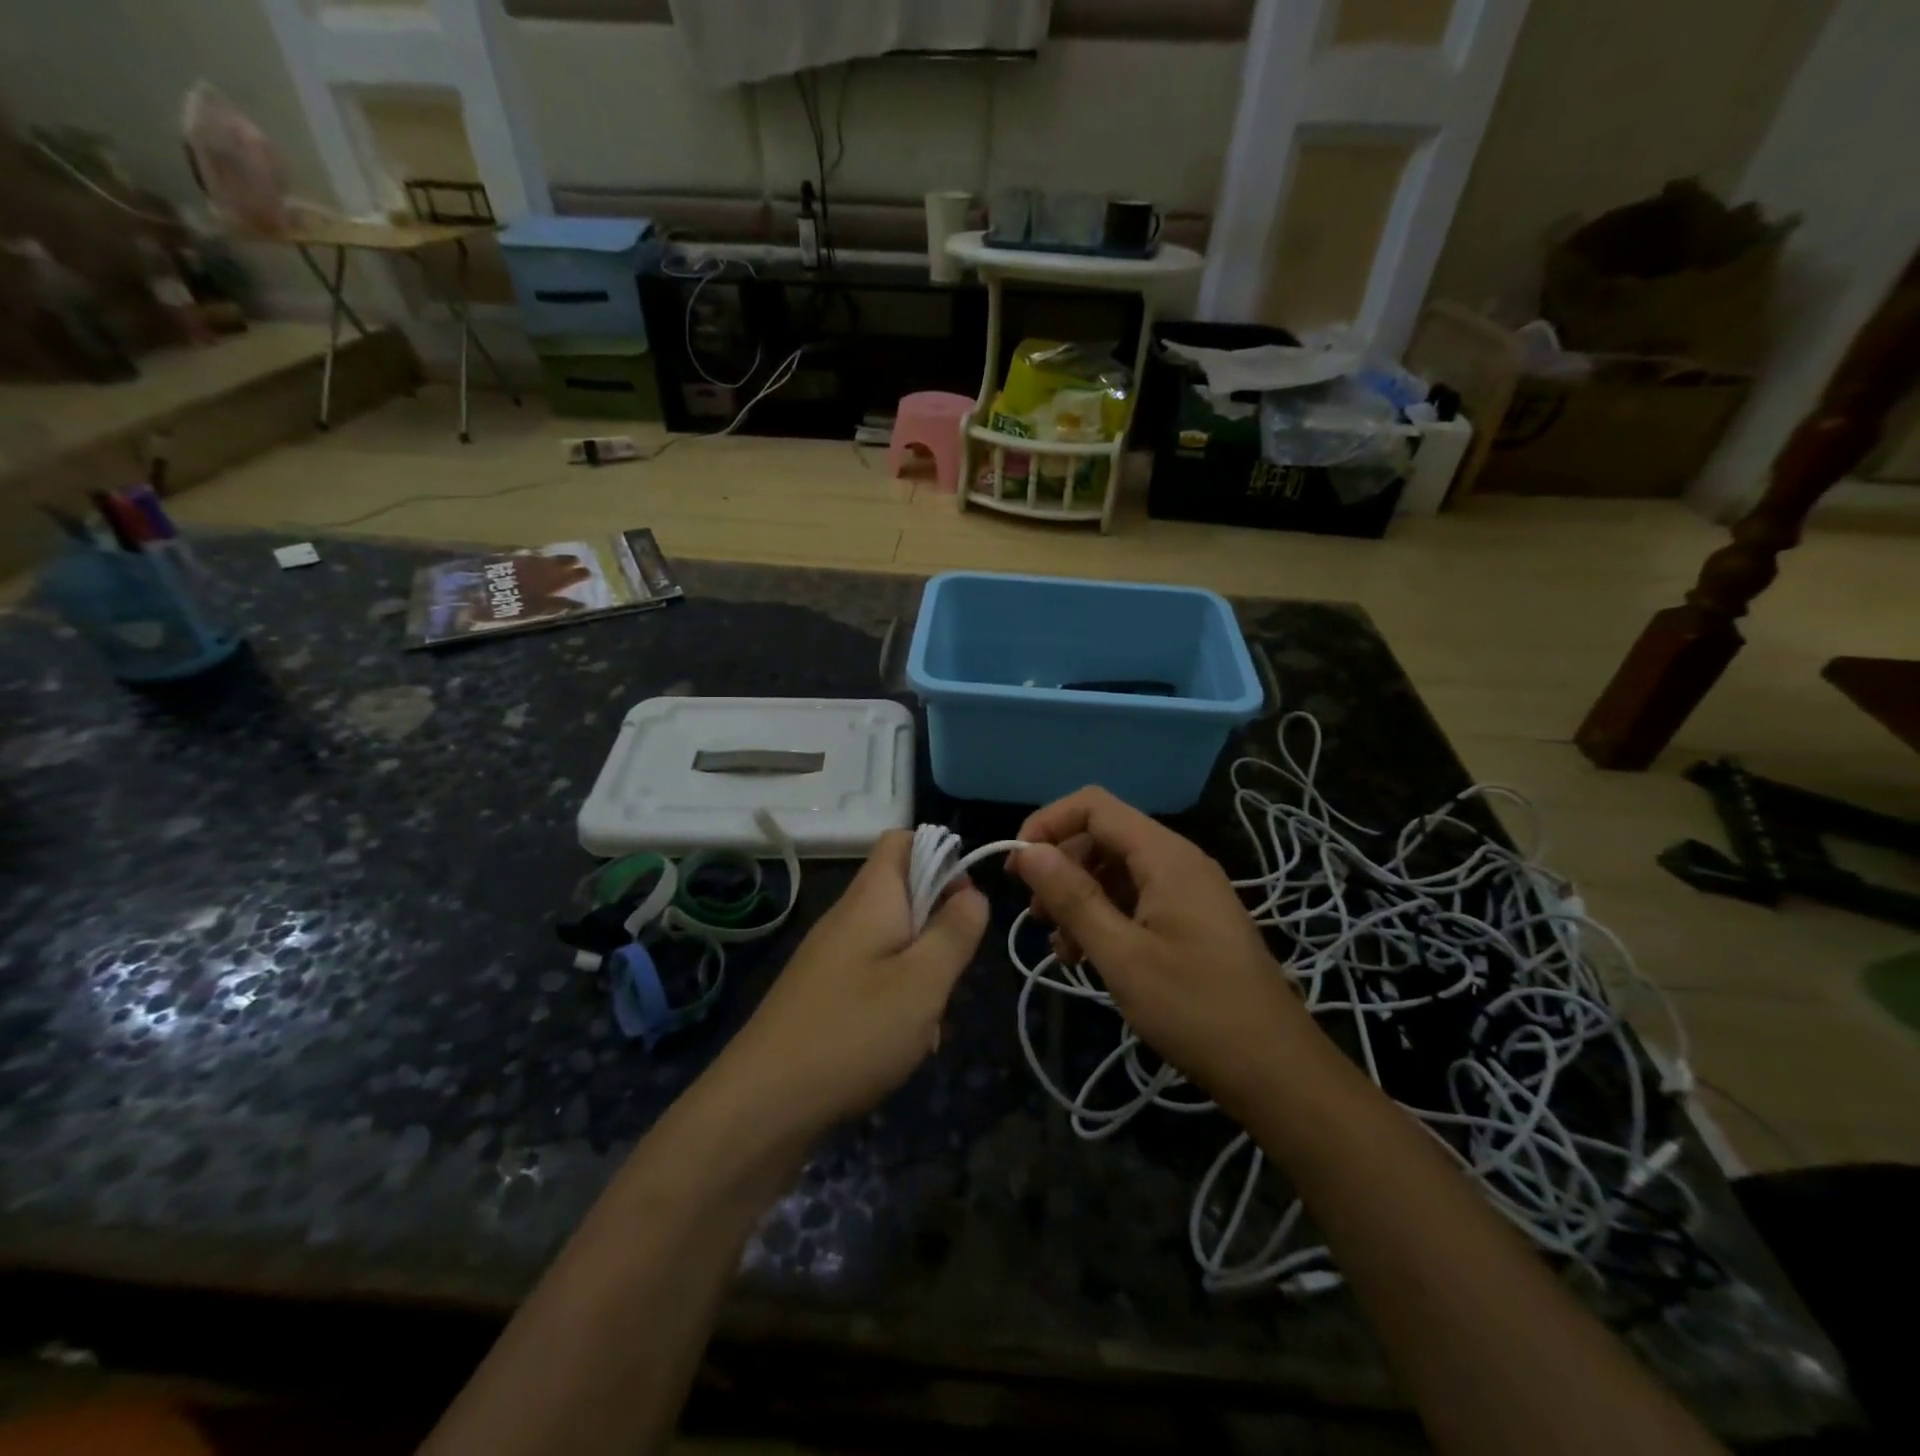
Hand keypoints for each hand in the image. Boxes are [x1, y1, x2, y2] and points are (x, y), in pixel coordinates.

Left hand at [719, 830, 988, 1133]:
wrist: (762, 1104)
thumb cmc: (854, 1032)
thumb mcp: (923, 981)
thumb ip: (955, 931)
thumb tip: (973, 892)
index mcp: (871, 898)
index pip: (901, 840)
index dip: (940, 855)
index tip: (966, 901)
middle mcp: (848, 917)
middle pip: (905, 895)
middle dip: (940, 929)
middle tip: (951, 974)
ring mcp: (832, 957)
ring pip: (895, 943)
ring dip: (923, 973)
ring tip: (930, 1022)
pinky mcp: (824, 994)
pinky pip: (874, 978)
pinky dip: (898, 1000)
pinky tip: (904, 1045)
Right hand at [1010, 787, 1310, 1110]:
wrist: (1276, 1070)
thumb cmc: (1195, 1010)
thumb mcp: (1122, 956)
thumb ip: (1073, 898)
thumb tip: (1028, 851)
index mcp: (1165, 856)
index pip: (1093, 805)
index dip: (1047, 824)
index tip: (1017, 868)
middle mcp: (1178, 860)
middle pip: (1103, 835)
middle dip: (1061, 867)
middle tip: (1037, 918)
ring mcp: (1189, 889)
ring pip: (1117, 869)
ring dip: (1080, 897)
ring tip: (1062, 948)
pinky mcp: (1192, 918)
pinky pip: (1137, 897)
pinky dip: (1106, 916)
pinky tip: (1090, 958)